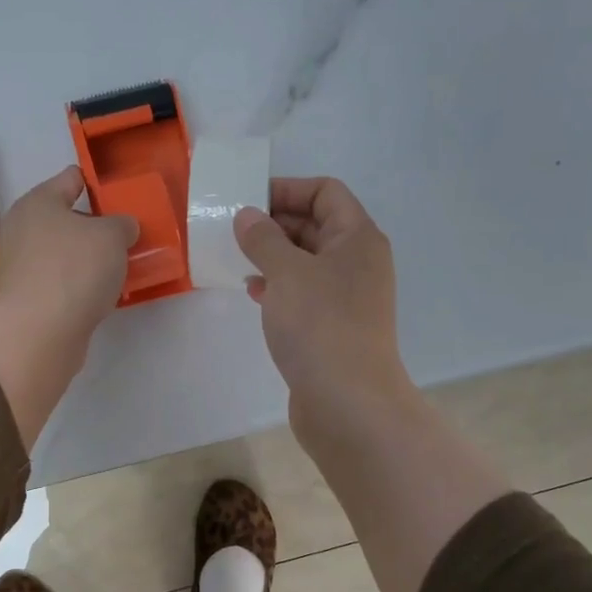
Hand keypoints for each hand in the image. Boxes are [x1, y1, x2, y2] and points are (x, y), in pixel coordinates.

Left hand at [0, 165, 136, 343]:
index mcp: (38, 202)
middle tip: (124, 236)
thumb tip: (120, 229)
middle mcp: (21, 229)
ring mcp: (19, 266)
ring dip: (86, 258)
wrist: (40, 331)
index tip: (119, 195)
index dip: (96, 184)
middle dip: (93, 226)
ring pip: (62, 253)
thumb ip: (122, 225)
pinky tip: (99, 294)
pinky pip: (59, 281)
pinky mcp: (25, 298)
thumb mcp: (113, 236)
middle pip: (65, 219)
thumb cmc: (75, 269)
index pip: (70, 179)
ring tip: (117, 268)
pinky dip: (77, 284)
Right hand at [233, 177, 412, 449]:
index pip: (326, 192)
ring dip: (273, 255)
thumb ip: (263, 238)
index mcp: (357, 238)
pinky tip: (252, 291)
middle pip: (316, 225)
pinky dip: (278, 286)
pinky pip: (303, 292)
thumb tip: (248, 216)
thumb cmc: (320, 325)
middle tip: (233, 229)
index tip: (248, 200)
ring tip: (237, 258)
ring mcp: (347, 296)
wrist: (347, 403)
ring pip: (306, 261)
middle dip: (275, 223)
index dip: (288, 189)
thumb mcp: (286, 272)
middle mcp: (358, 262)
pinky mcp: (332, 326)